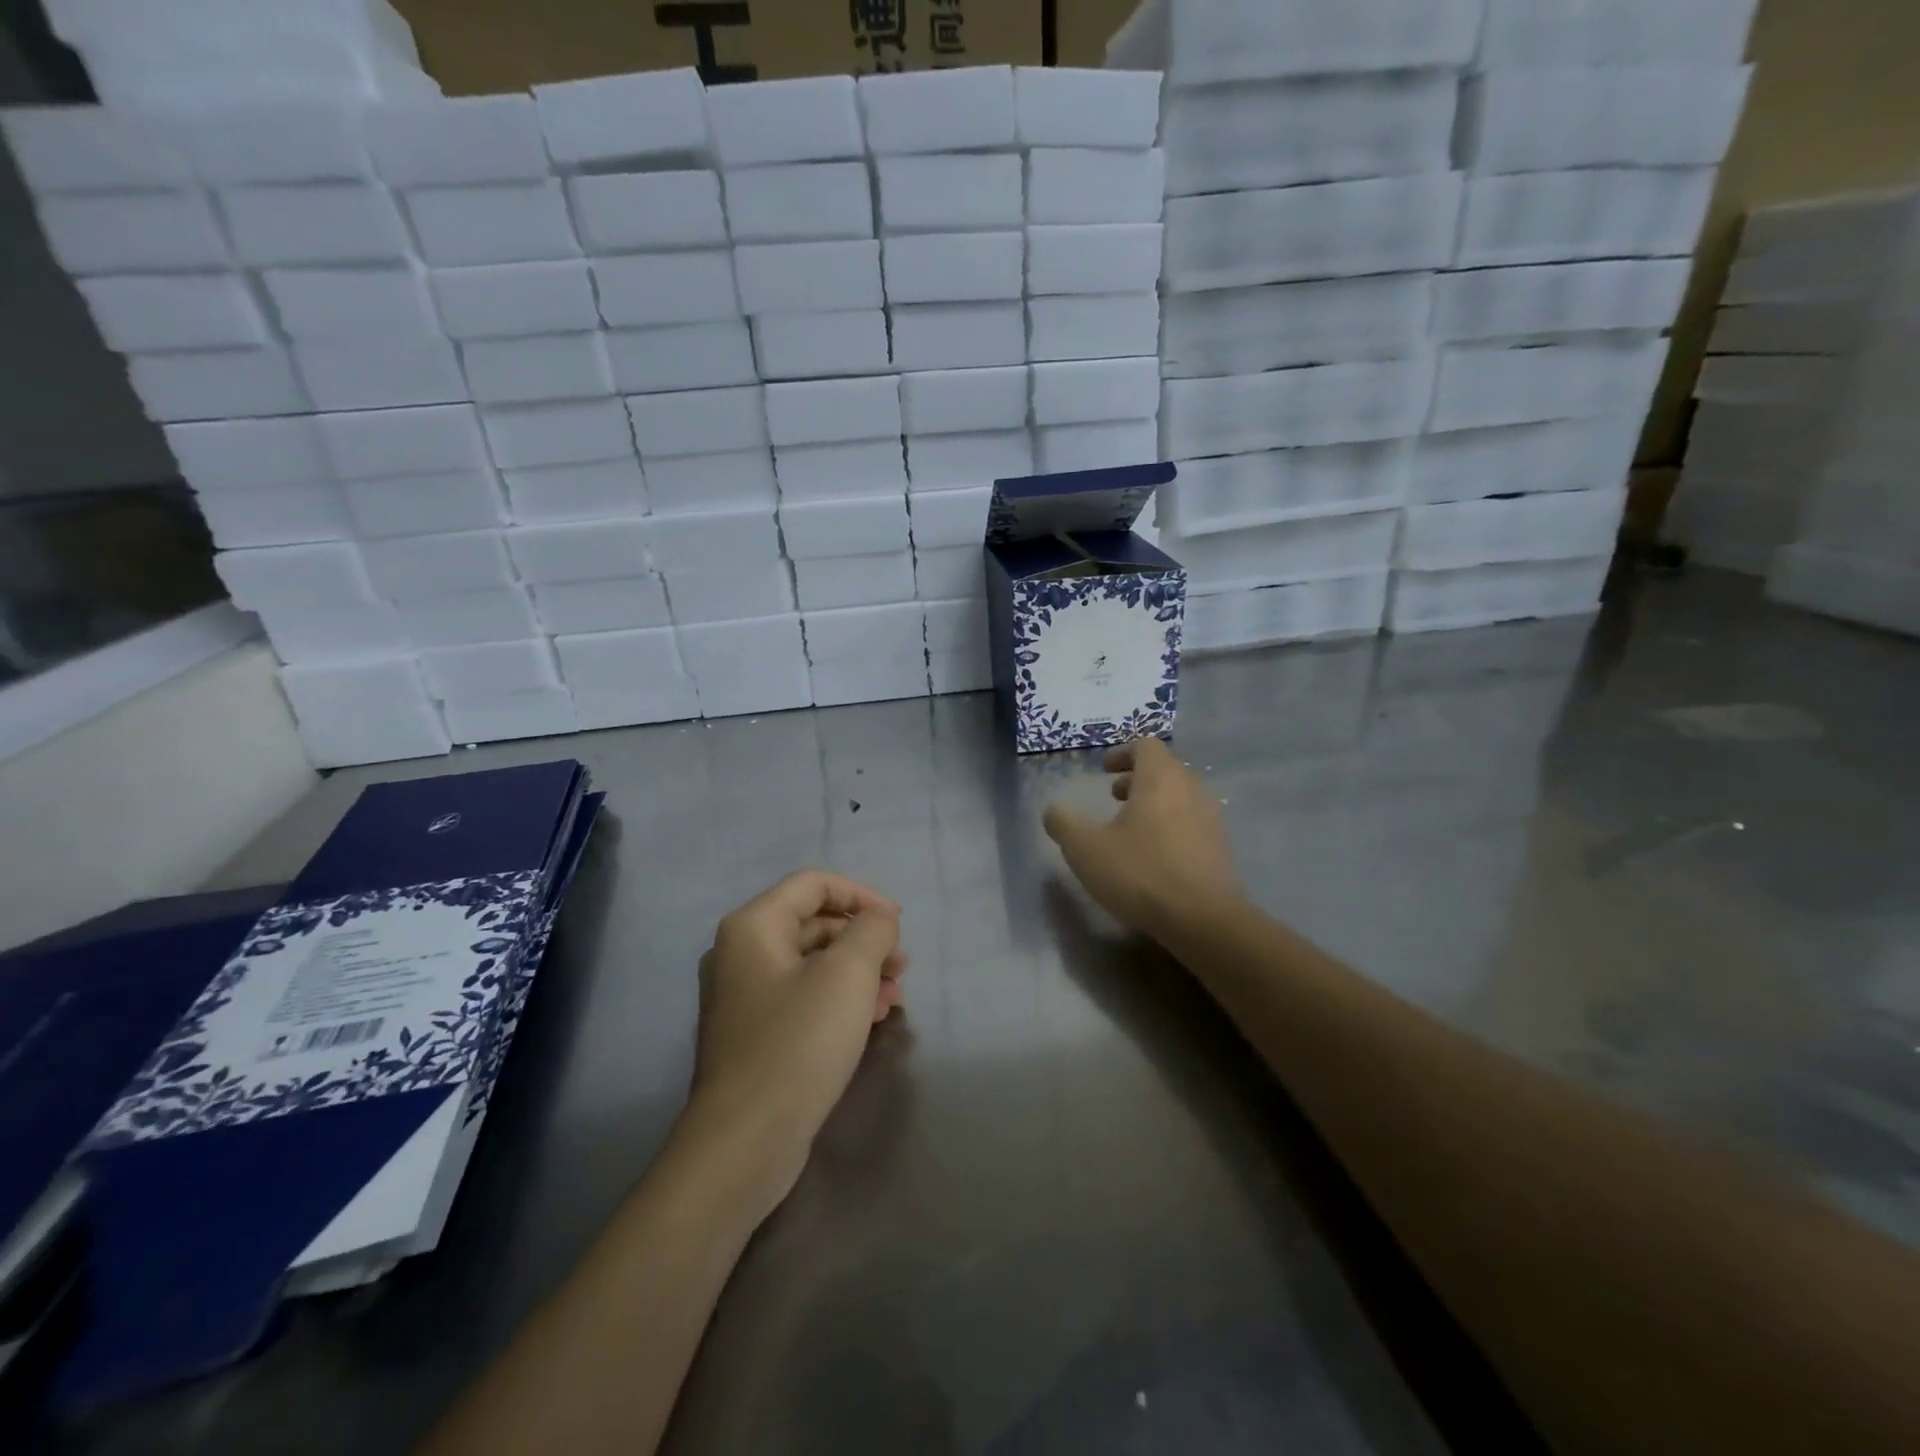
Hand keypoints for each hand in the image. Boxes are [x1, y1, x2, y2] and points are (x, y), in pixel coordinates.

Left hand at [686, 871, 907, 1217]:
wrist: (745, 1141)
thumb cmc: (798, 1043)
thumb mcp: (848, 974)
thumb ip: (872, 931)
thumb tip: (878, 920)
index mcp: (753, 926)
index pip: (814, 884)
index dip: (862, 895)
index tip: (898, 922)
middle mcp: (741, 953)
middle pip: (814, 923)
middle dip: (864, 938)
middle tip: (901, 965)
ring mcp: (744, 997)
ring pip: (812, 964)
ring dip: (858, 971)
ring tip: (895, 996)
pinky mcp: (754, 1034)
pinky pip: (803, 998)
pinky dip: (839, 999)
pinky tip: (870, 1019)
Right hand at [1043, 739, 1239, 938]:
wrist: (1202, 920)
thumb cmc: (1140, 872)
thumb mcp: (1085, 848)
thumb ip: (1064, 823)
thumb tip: (1054, 811)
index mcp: (1160, 778)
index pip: (1146, 745)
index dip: (1122, 752)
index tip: (1104, 769)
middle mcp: (1191, 789)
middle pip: (1166, 769)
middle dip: (1137, 778)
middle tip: (1114, 796)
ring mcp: (1211, 819)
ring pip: (1181, 797)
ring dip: (1155, 803)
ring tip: (1131, 827)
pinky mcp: (1220, 849)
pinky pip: (1192, 824)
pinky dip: (1171, 827)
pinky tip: (1154, 856)